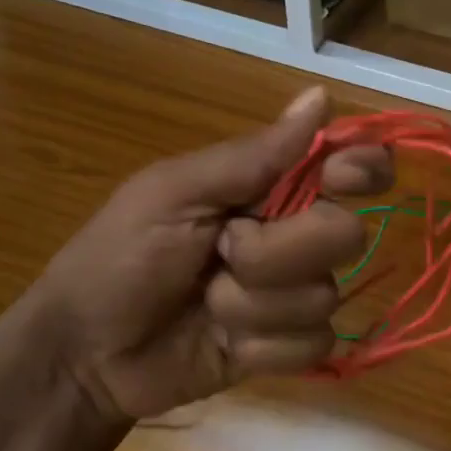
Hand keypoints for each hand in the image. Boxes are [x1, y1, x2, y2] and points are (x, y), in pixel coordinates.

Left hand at [25, 86, 391, 428]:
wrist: (87, 353)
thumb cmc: (119, 257)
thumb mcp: (174, 193)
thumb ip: (253, 155)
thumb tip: (323, 96)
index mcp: (271, 188)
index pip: (350, 166)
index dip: (363, 167)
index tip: (342, 177)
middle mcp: (295, 235)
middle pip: (344, 235)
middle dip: (277, 252)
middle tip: (221, 252)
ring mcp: (295, 294)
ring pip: (325, 296)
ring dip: (254, 305)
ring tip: (206, 303)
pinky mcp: (291, 346)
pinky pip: (313, 344)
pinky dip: (262, 347)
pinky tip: (225, 345)